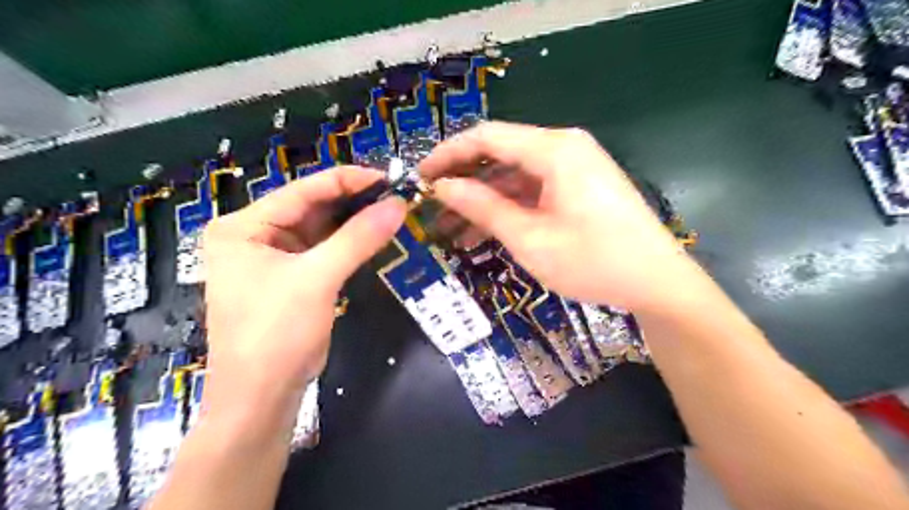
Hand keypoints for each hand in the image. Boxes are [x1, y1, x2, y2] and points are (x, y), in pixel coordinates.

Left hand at [203, 169, 405, 407]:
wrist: (261, 398)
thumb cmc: (276, 334)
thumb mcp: (317, 280)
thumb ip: (358, 238)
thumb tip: (398, 205)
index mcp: (244, 226)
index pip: (303, 190)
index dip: (347, 181)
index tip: (388, 178)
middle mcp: (255, 235)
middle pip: (312, 207)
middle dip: (353, 203)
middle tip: (396, 197)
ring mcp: (274, 257)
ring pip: (321, 229)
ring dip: (354, 223)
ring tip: (392, 213)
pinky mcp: (292, 277)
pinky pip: (324, 250)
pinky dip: (349, 244)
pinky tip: (374, 237)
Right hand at [420, 122, 701, 311]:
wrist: (657, 283)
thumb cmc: (593, 261)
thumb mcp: (529, 237)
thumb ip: (483, 207)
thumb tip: (443, 187)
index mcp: (553, 149)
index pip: (486, 136)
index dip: (448, 154)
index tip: (420, 176)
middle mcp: (563, 148)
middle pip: (499, 154)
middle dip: (463, 181)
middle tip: (430, 206)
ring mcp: (573, 168)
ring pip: (514, 176)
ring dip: (482, 199)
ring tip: (449, 228)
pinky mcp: (578, 189)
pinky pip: (533, 191)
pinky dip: (507, 208)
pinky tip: (483, 233)